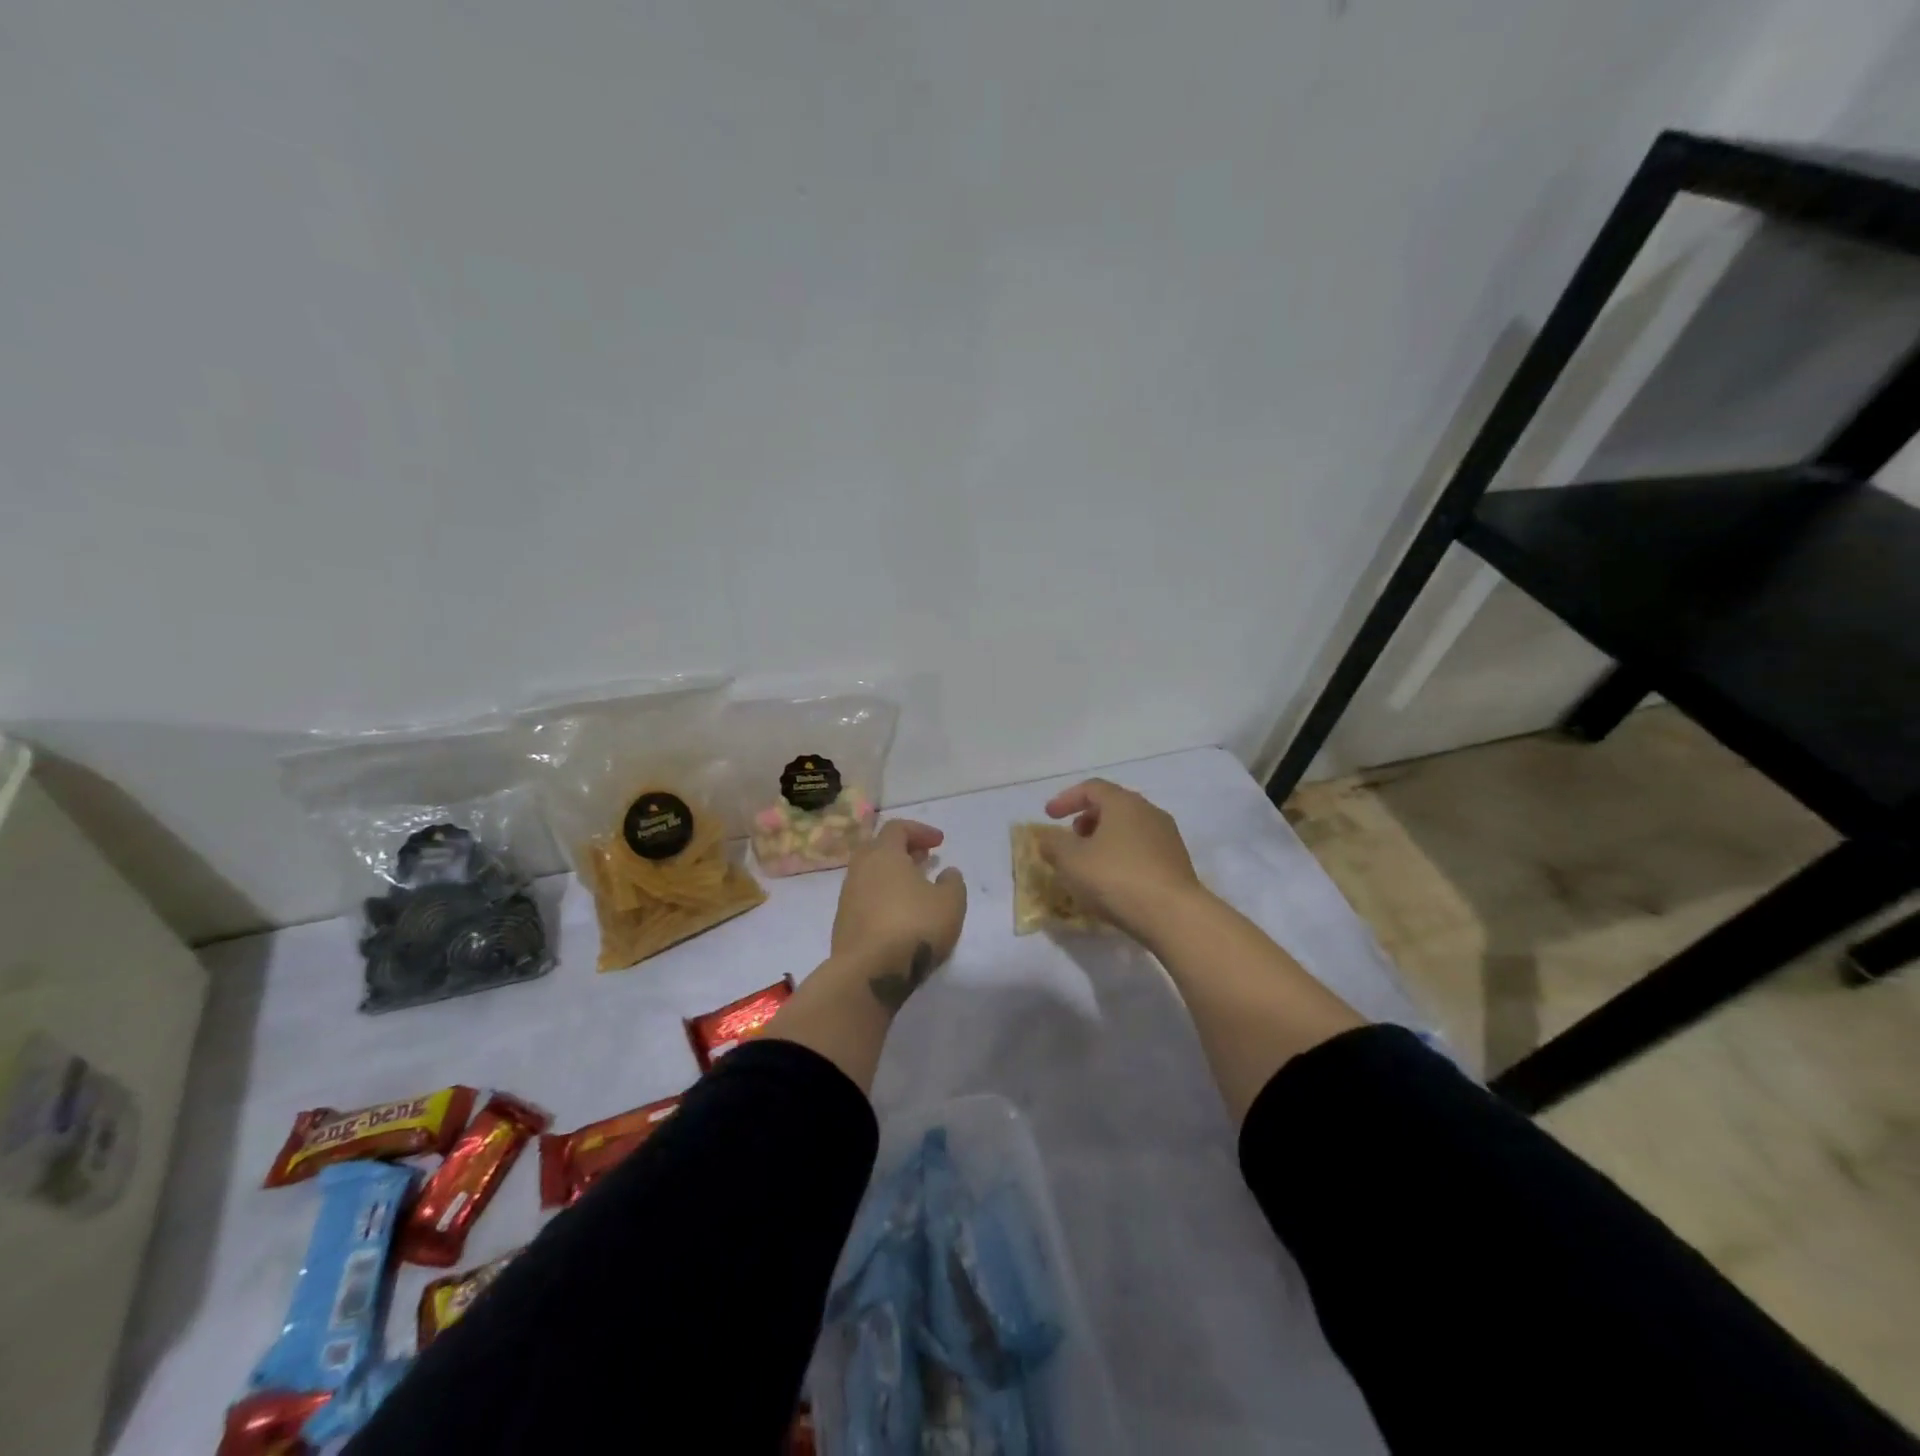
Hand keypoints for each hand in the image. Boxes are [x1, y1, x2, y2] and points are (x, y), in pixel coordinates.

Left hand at [830, 819, 967, 1010]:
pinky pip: (864, 898)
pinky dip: (882, 897)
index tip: (939, 843)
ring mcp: (847, 897)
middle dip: (902, 850)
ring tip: (915, 889)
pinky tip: (898, 915)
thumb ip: (952, 882)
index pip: (897, 828)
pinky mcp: (843, 923)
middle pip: (878, 848)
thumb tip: (947, 872)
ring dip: (892, 875)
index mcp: (883, 854)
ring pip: (870, 875)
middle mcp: (860, 869)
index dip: (920, 831)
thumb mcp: (950, 902)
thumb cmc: (914, 926)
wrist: (869, 972)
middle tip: (923, 859)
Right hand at [1037, 779, 1208, 941]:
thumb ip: (1054, 844)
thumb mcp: (1071, 860)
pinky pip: (1142, 850)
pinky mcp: (1177, 863)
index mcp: (1123, 802)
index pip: (1091, 788)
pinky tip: (1113, 881)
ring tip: (1089, 863)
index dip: (1066, 799)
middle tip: (1071, 837)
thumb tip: (1049, 838)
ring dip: (1105, 839)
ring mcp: (1167, 837)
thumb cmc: (1115, 878)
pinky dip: (1122, 856)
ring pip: (1129, 829)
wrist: (1173, 915)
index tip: (1048, 816)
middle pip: (1113, 806)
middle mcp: (1149, 812)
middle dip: (1087, 818)